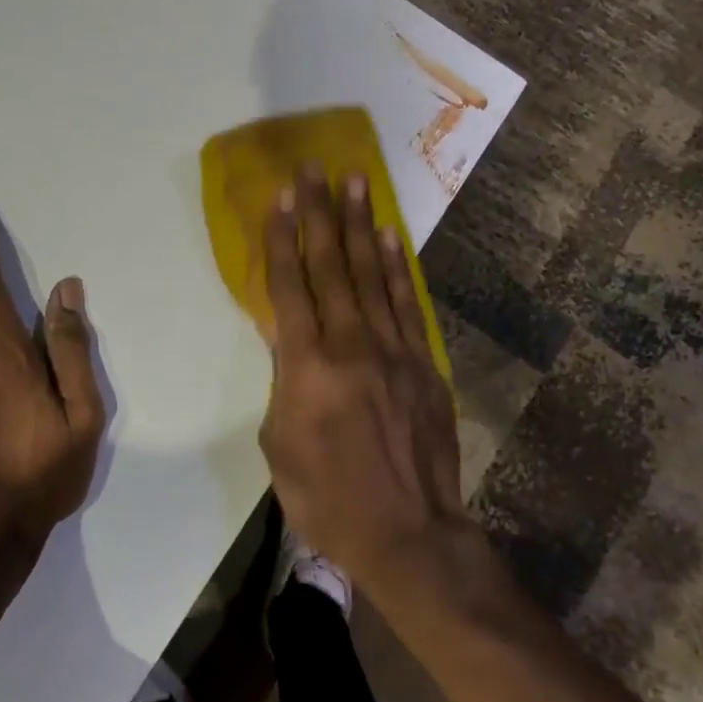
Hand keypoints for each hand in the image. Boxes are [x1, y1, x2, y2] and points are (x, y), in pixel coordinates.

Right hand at [258, 164, 464, 591]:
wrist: (409, 534)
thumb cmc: (327, 498)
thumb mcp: (279, 444)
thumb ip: (282, 381)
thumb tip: (285, 337)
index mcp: (306, 367)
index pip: (288, 287)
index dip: (280, 238)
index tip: (279, 197)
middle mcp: (350, 344)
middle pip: (330, 266)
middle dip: (319, 213)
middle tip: (313, 168)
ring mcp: (393, 350)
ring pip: (371, 274)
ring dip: (360, 224)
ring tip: (354, 181)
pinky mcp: (423, 363)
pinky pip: (406, 304)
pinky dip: (396, 267)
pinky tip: (388, 237)